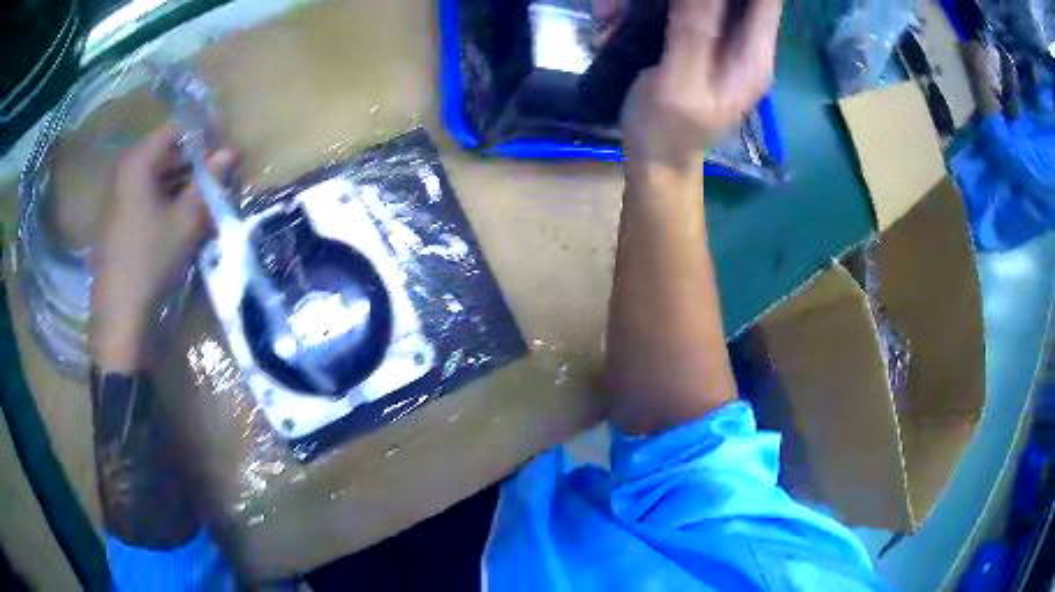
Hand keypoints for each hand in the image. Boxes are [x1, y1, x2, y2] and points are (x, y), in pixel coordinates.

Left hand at [90, 125, 236, 370]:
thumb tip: (231, 151)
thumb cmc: (151, 261)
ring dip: (180, 184)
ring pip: (154, 178)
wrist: (120, 318)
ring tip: (204, 200)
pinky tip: (180, 220)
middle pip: (164, 154)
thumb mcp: (186, 221)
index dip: (202, 135)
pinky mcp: (116, 222)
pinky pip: (144, 198)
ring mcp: (117, 199)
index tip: (224, 148)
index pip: (175, 130)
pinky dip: (164, 201)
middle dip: (193, 162)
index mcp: (137, 163)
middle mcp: (124, 173)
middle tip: (218, 177)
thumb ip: (209, 181)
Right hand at [621, 0, 782, 172]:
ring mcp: (720, 40)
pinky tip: (617, 19)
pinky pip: (678, 8)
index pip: (766, 1)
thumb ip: (694, 29)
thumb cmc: (668, 130)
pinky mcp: (697, 40)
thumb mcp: (680, 81)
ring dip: (657, 0)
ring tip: (614, 13)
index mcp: (753, 56)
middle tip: (644, 2)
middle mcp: (743, 43)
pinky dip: (647, 7)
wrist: (656, 159)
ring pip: (700, 0)